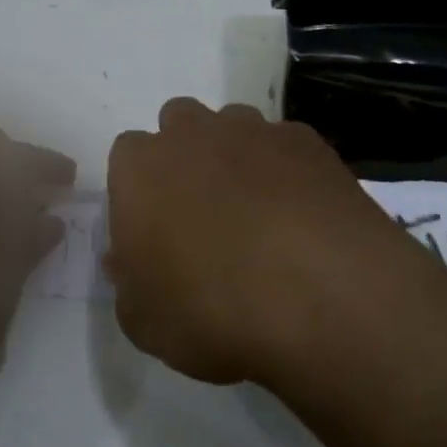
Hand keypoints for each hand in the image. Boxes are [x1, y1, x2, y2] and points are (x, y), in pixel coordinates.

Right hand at [105, 98, 414, 385]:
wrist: (318, 293)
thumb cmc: (211, 309)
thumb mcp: (143, 321)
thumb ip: (128, 282)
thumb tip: (127, 258)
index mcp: (141, 168)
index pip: (127, 157)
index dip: (140, 191)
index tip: (154, 230)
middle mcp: (193, 133)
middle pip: (179, 124)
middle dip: (186, 157)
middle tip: (202, 215)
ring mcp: (254, 130)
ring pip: (234, 127)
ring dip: (236, 157)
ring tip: (258, 215)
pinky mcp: (306, 141)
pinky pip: (285, 146)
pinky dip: (286, 170)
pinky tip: (302, 216)